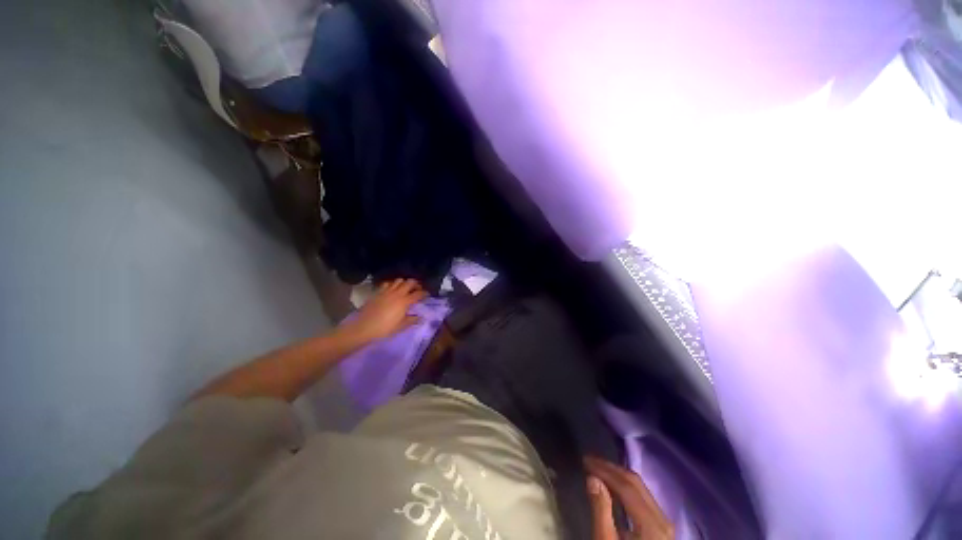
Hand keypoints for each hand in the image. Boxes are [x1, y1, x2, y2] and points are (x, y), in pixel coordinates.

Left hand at [346, 279, 426, 341]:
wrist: (363, 328)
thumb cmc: (384, 329)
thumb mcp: (400, 326)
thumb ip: (412, 320)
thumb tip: (421, 317)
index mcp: (404, 302)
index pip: (418, 294)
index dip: (425, 293)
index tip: (427, 295)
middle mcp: (397, 293)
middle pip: (410, 282)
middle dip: (416, 284)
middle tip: (418, 289)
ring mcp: (386, 291)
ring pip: (399, 280)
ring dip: (404, 283)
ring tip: (406, 289)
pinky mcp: (378, 292)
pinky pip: (387, 283)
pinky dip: (392, 284)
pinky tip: (392, 290)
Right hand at [584, 456, 673, 539]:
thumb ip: (601, 510)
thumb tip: (592, 478)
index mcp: (651, 524)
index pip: (627, 486)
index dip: (605, 469)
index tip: (585, 460)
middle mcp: (662, 518)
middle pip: (636, 483)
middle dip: (611, 468)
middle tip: (589, 461)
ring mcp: (664, 522)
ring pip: (640, 488)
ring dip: (618, 476)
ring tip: (598, 469)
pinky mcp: (661, 527)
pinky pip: (643, 498)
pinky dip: (625, 487)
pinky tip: (612, 486)